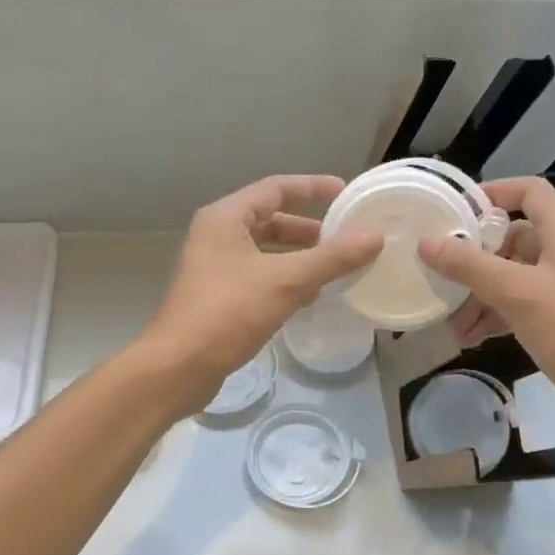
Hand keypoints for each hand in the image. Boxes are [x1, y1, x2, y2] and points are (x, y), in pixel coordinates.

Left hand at [141, 175, 382, 411]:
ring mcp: (215, 266)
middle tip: (345, 235)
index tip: (346, 193)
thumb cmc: (228, 312)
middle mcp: (217, 235)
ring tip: (335, 266)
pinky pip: (259, 275)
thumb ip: (332, 258)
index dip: (313, 187)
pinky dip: (285, 278)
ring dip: (299, 255)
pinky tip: (310, 295)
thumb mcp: (286, 281)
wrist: (179, 367)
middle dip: (308, 228)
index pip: (276, 188)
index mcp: (226, 218)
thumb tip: (375, 237)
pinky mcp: (218, 295)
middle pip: (270, 219)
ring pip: (266, 250)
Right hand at [419, 178, 554, 445]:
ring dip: (478, 295)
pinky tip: (468, 338)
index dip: (494, 192)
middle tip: (439, 274)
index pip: (530, 191)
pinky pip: (517, 306)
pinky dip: (493, 317)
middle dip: (473, 259)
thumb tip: (426, 243)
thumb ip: (470, 266)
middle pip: (511, 238)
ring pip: (510, 277)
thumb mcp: (518, 294)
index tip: (455, 211)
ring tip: (449, 322)